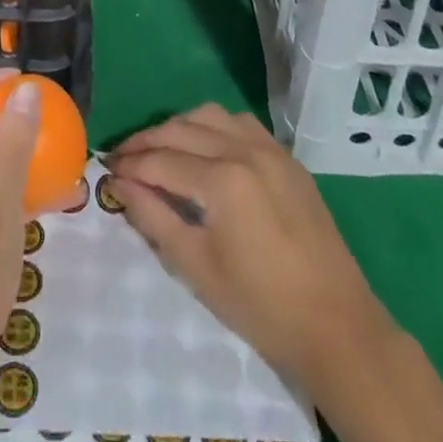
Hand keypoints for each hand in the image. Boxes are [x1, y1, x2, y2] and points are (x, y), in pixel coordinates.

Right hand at [104, 104, 393, 394]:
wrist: (336, 325)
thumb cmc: (261, 306)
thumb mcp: (196, 267)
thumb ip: (154, 218)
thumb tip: (119, 184)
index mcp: (222, 179)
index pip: (161, 160)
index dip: (129, 164)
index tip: (105, 169)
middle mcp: (244, 149)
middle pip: (180, 129)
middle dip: (146, 141)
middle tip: (122, 157)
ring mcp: (269, 148)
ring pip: (209, 115)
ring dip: (178, 127)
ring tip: (159, 149)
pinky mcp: (286, 157)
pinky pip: (240, 122)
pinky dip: (212, 126)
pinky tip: (203, 147)